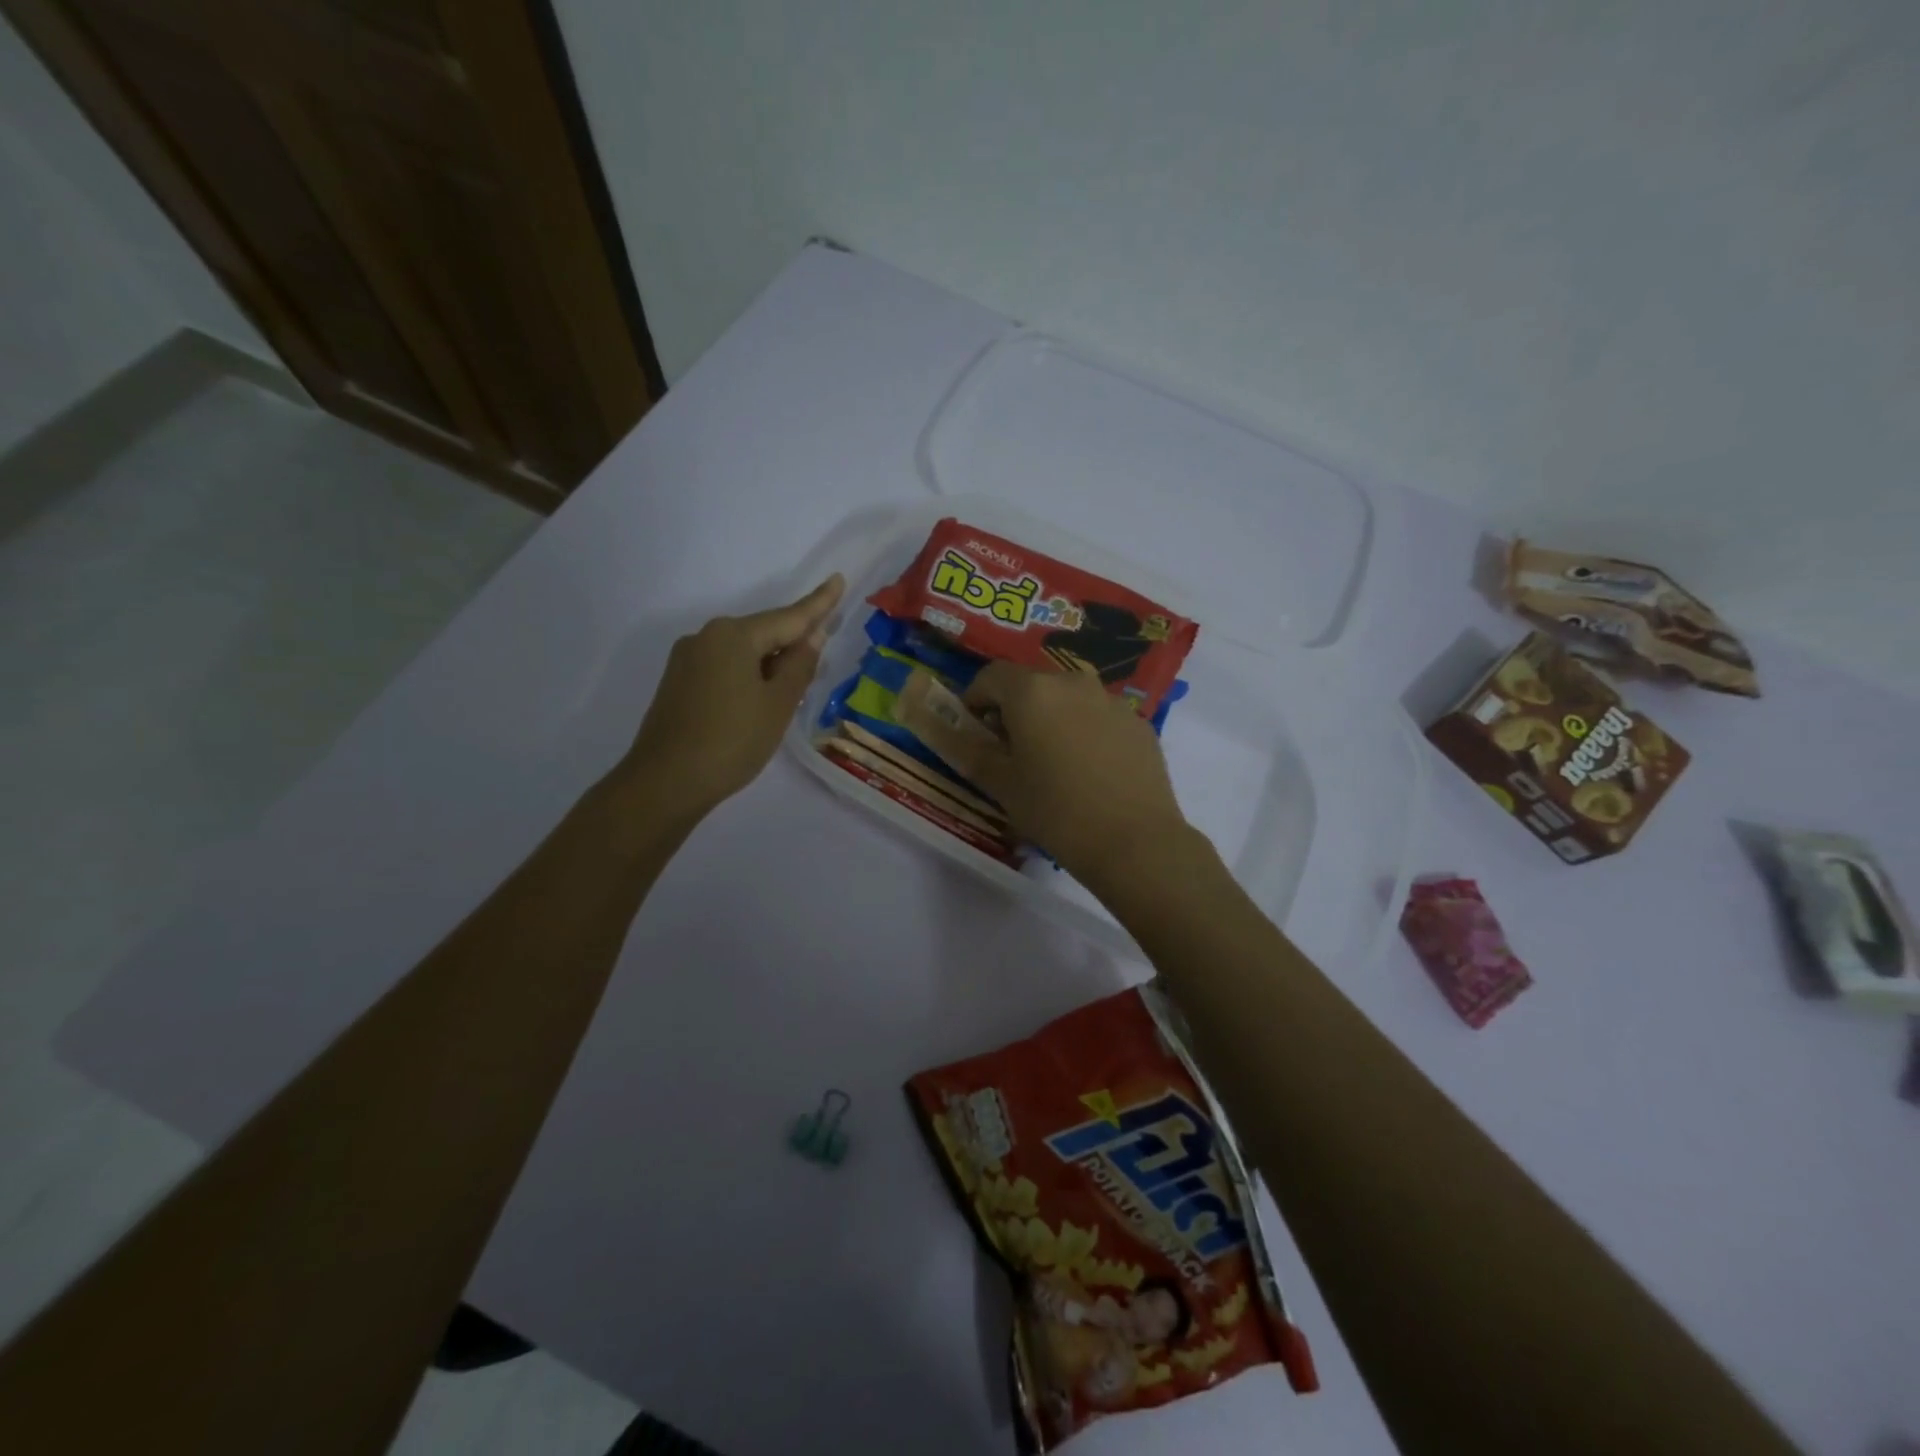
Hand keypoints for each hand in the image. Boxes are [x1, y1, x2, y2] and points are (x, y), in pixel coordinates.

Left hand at [621, 575, 843, 818]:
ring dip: (771, 663)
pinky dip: (748, 675)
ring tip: (791, 690)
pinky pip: (725, 667)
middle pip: (764, 632)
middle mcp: (707, 637)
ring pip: (743, 652)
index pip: (789, 617)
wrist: (665, 782)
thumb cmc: (732, 741)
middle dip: (793, 641)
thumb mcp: (778, 704)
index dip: (818, 603)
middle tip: (821, 655)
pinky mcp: (679, 682)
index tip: (838, 580)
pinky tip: (759, 700)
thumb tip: (812, 635)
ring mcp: (688, 659)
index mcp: (734, 635)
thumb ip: (799, 665)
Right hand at [910, 662, 1191, 891]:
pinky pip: (1100, 716)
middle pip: (1033, 683)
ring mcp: (1111, 701)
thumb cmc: (1056, 812)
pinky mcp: (1138, 723)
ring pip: (1069, 698)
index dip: (975, 697)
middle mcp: (1073, 683)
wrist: (1134, 841)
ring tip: (1053, 758)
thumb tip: (957, 735)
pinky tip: (1090, 770)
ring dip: (1053, 716)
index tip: (974, 727)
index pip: (992, 675)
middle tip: (1011, 747)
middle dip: (1015, 707)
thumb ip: (974, 752)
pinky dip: (1086, 730)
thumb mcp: (1003, 786)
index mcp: (1032, 692)